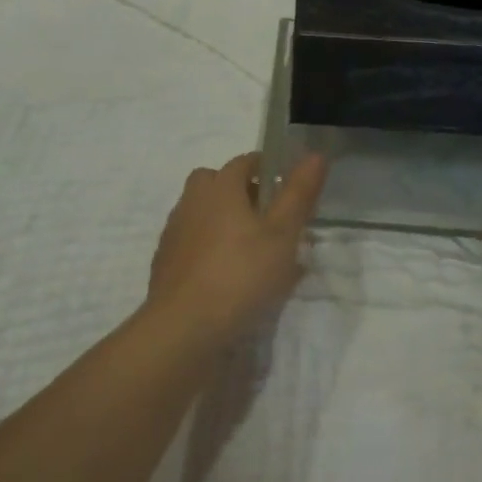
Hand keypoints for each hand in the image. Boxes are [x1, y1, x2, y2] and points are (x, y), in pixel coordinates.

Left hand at [146, 152, 328, 342]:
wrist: (184, 326)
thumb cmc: (241, 274)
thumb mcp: (282, 234)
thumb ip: (298, 194)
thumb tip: (315, 154)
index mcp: (220, 187)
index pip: (244, 162)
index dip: (267, 169)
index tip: (287, 188)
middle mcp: (192, 201)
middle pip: (216, 182)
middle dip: (240, 191)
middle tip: (267, 216)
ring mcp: (175, 232)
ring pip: (202, 212)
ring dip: (224, 220)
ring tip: (252, 250)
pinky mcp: (166, 262)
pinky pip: (193, 242)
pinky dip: (210, 248)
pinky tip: (228, 274)